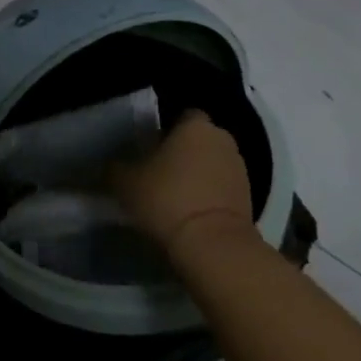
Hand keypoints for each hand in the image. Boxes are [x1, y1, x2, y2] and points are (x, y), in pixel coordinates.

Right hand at [111, 111, 252, 252]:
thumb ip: (115, 167)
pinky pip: (223, 187)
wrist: (213, 245)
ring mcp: (240, 169)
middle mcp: (222, 139)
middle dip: (183, 150)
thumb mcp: (124, 182)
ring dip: (199, 173)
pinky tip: (191, 211)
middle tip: (159, 169)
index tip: (150, 145)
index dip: (166, 128)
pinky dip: (210, 194)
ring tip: (175, 194)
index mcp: (195, 126)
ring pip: (213, 163)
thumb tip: (110, 165)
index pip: (183, 115)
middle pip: (200, 139)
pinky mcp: (250, 198)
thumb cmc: (167, 199)